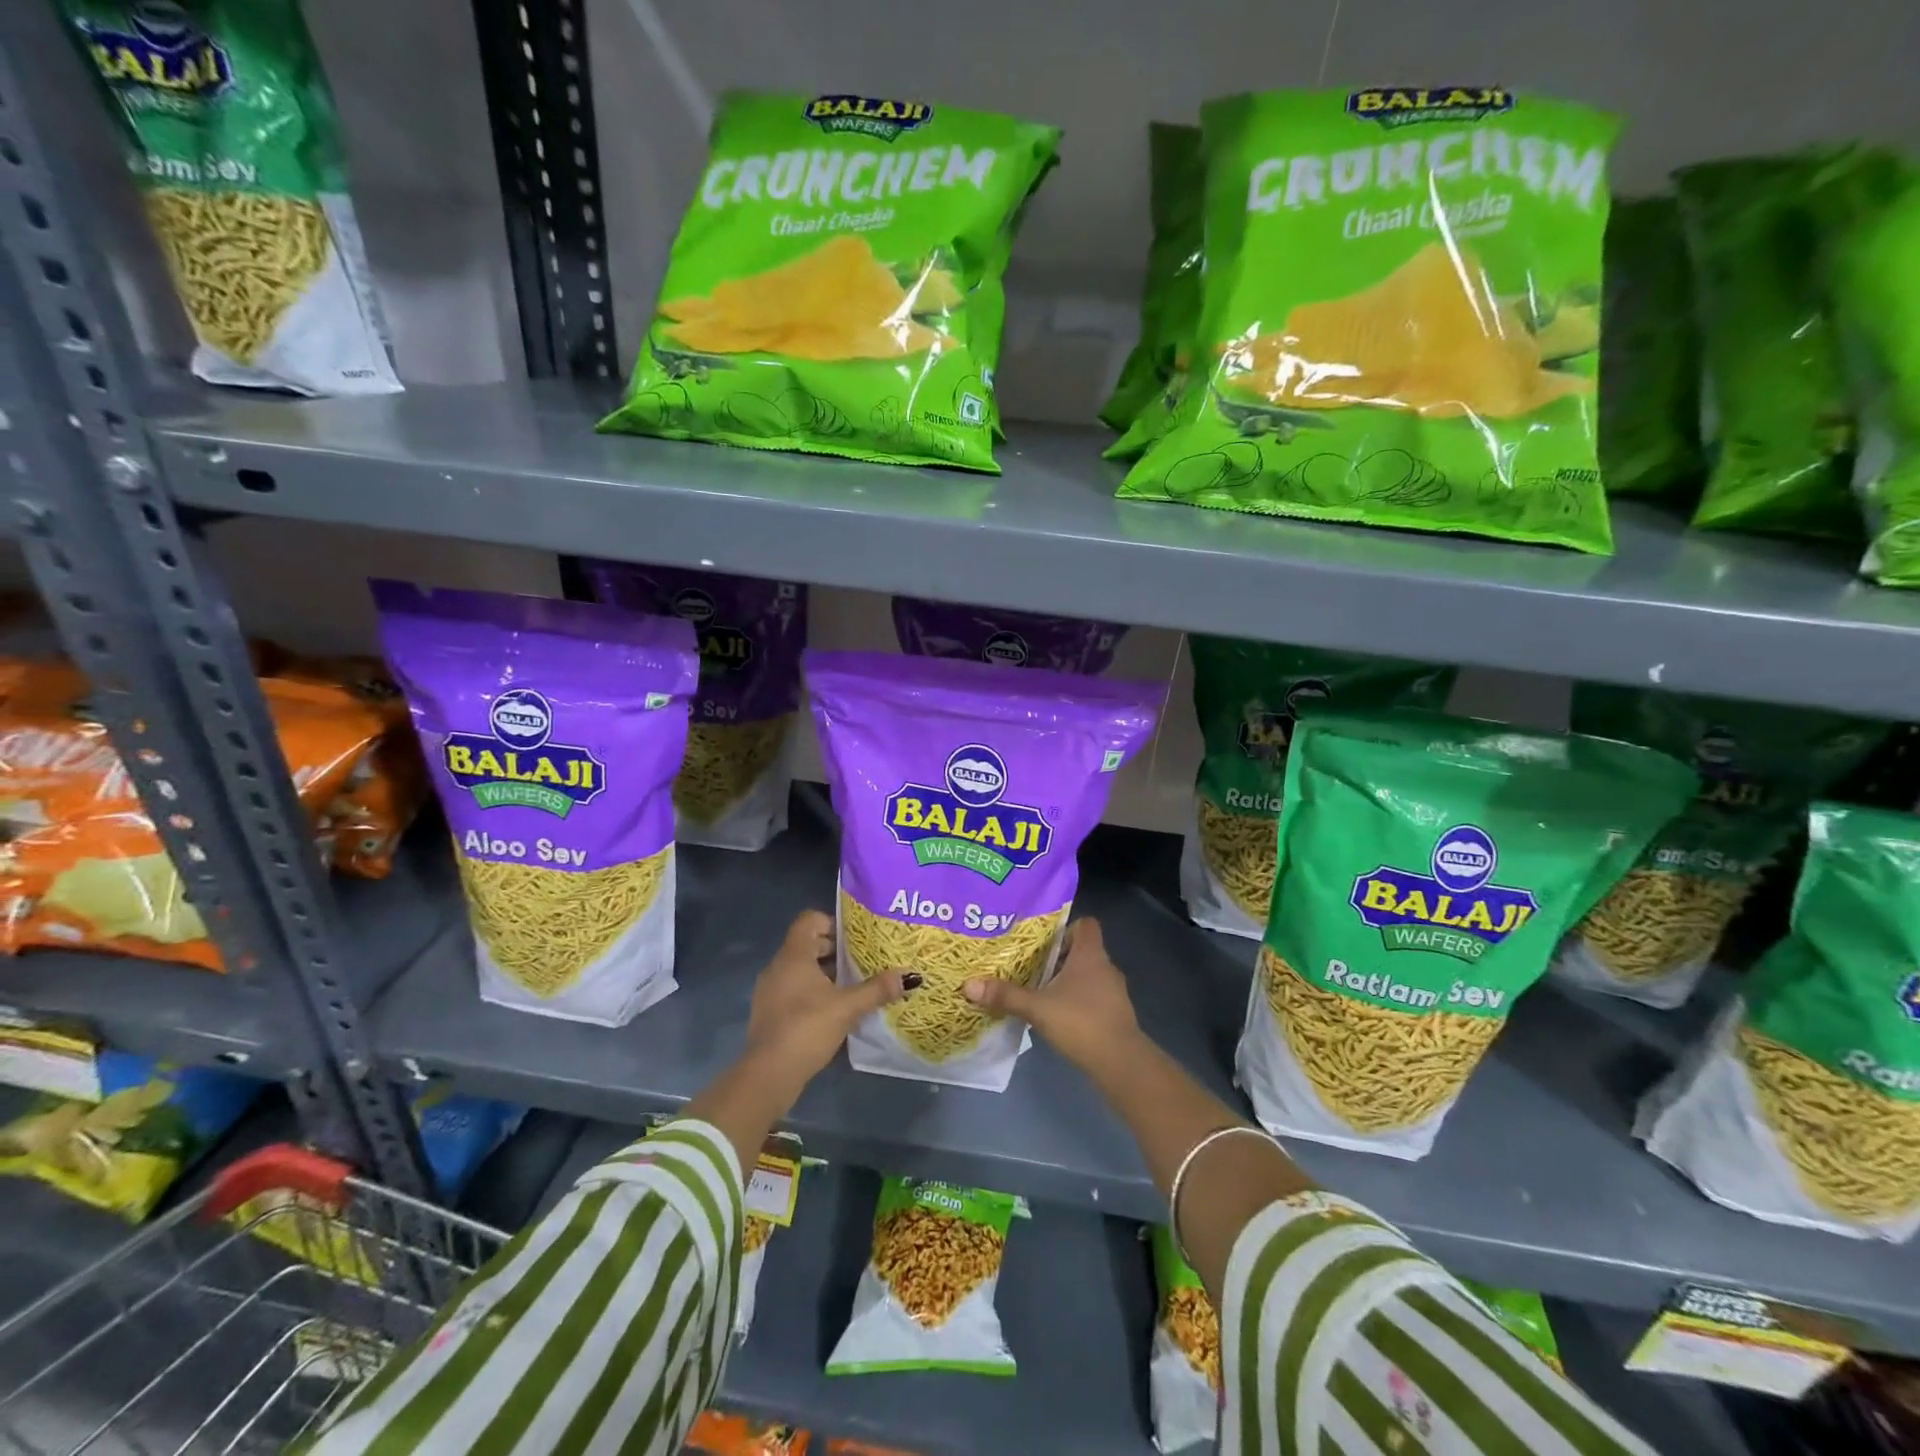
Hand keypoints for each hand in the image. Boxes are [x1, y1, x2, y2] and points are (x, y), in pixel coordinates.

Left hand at [743, 909, 907, 1094]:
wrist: (768, 1075)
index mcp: (794, 956)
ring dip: (826, 973)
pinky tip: (835, 1010)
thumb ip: (877, 990)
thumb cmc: (807, 1028)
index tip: (855, 938)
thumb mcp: (847, 1007)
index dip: (833, 922)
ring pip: (802, 969)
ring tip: (854, 985)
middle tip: (863, 960)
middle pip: (808, 944)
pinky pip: (794, 989)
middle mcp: (778, 967)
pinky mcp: (770, 1012)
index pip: (809, 920)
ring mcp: (771, 990)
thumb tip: (909, 976)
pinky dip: (814, 992)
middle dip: (836, 950)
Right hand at [962, 918, 1141, 1072]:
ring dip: (1067, 981)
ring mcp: (1114, 992)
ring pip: (1088, 975)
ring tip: (1040, 992)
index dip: (1066, 928)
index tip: (1044, 942)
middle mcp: (1106, 967)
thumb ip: (1005, 995)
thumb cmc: (1080, 1022)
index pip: (1086, 924)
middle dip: (1058, 958)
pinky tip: (1058, 1017)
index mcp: (1090, 954)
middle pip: (1082, 950)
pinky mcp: (1116, 1014)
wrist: (1121, 1062)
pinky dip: (1077, 1001)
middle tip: (1031, 966)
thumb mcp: (1037, 1008)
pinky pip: (1094, 997)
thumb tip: (968, 984)